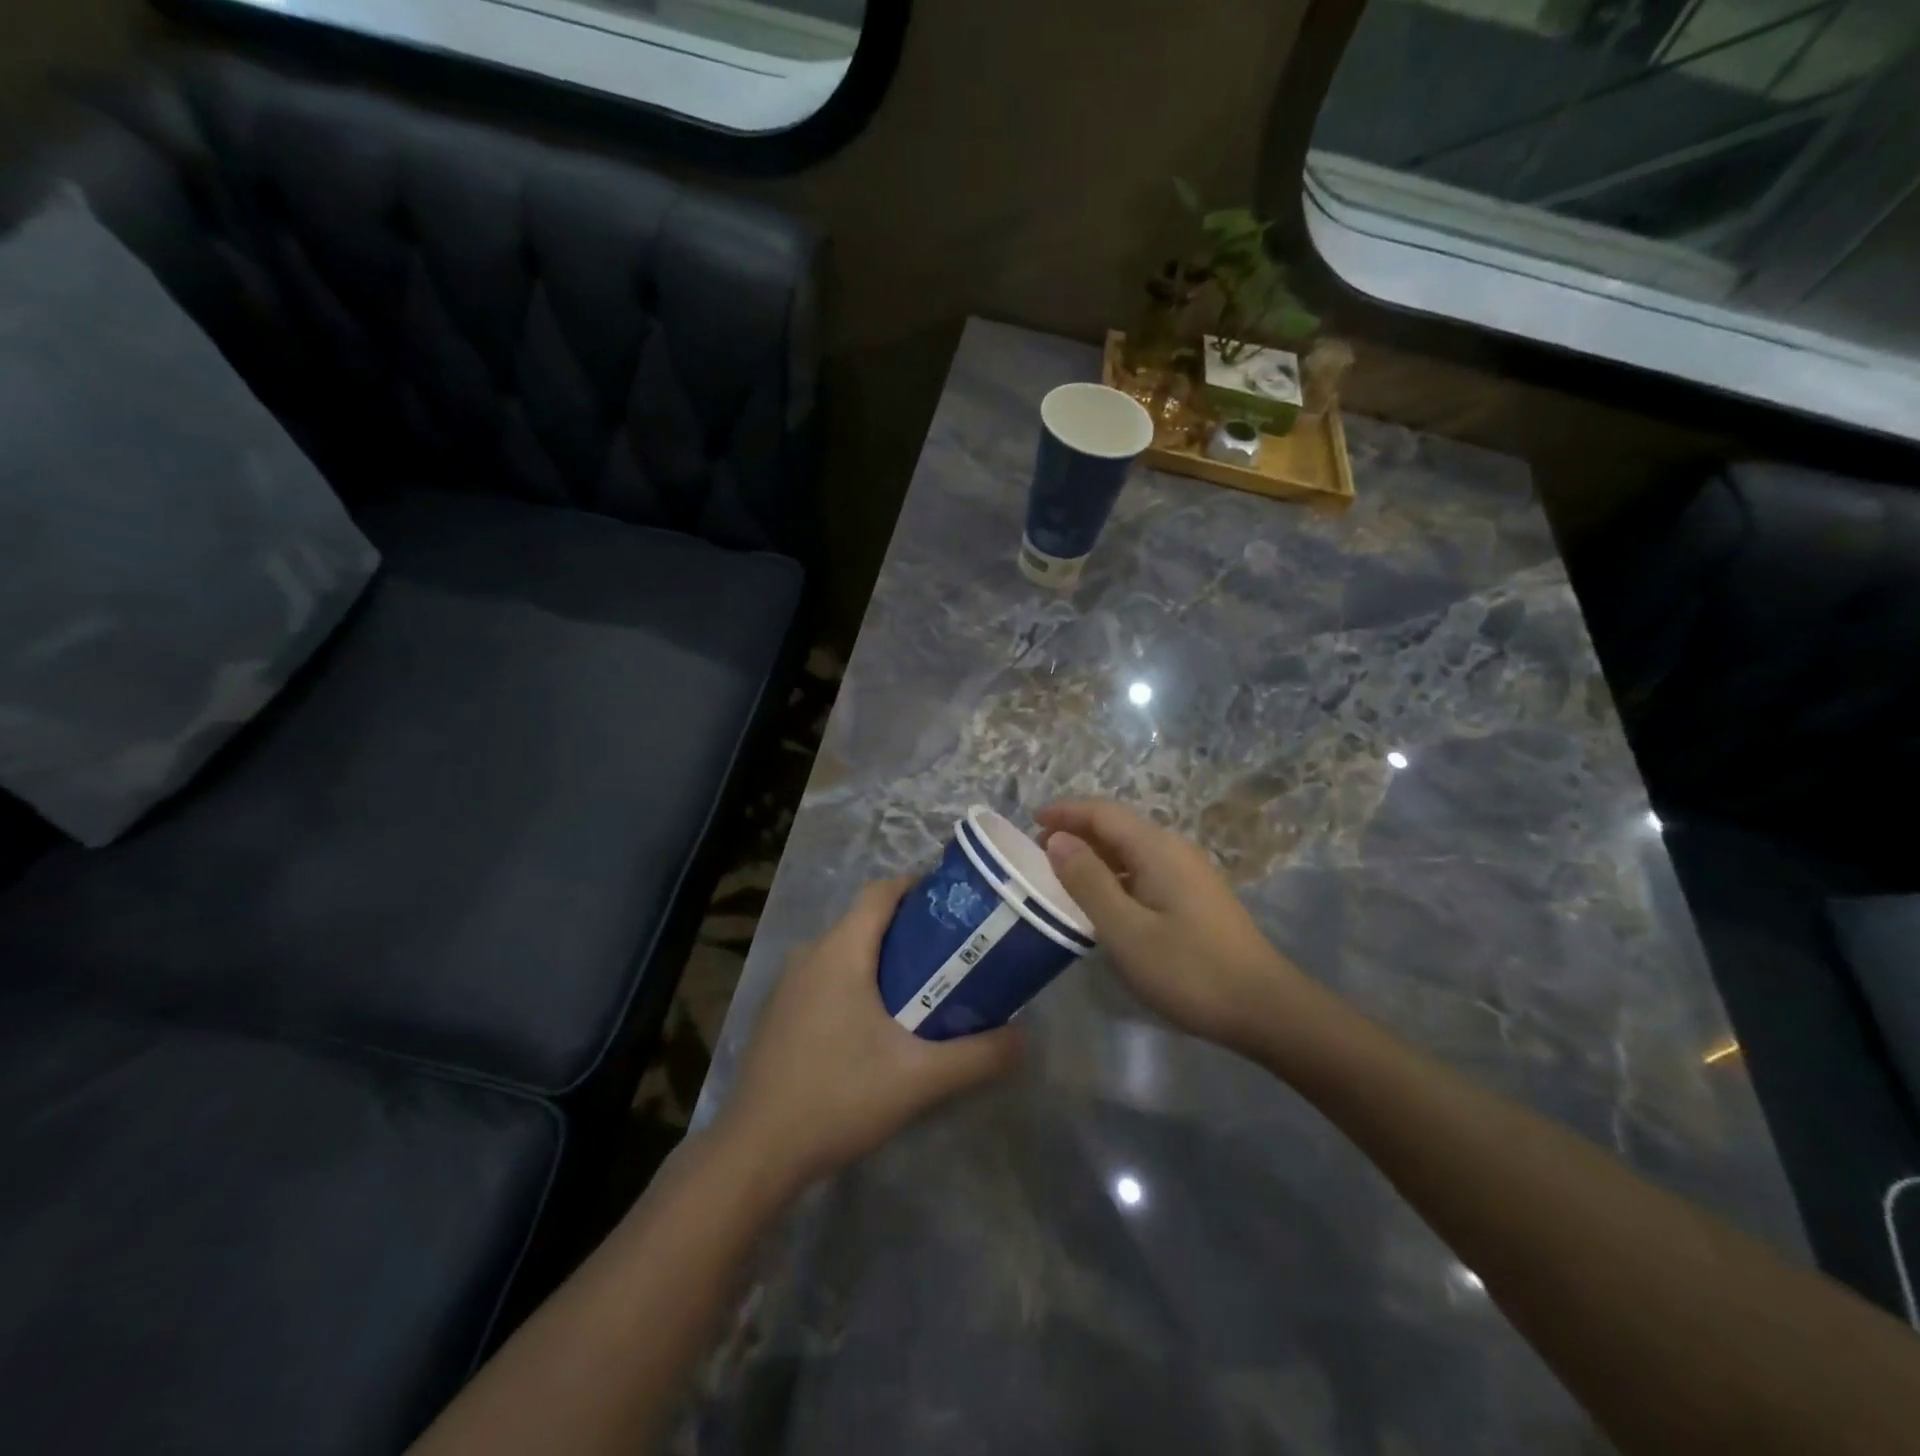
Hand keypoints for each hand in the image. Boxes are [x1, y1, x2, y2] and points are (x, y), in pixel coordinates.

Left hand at [719, 877, 1021, 1191]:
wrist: (757, 1152)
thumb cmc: (839, 1097)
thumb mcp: (920, 1079)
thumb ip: (977, 1056)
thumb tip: (1023, 1038)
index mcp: (840, 951)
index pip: (882, 892)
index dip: (919, 887)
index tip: (956, 904)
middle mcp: (810, 954)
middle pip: (866, 920)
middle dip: (910, 927)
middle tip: (953, 950)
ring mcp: (789, 985)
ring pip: (845, 950)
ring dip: (883, 957)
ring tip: (925, 985)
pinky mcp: (780, 1013)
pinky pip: (826, 976)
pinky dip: (857, 980)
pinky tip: (878, 1024)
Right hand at [1038, 800, 1322, 1053]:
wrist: (1264, 1008)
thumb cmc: (1189, 969)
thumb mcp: (1126, 929)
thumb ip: (1088, 881)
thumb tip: (1057, 839)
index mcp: (1157, 848)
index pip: (1103, 812)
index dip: (1066, 812)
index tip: (1030, 821)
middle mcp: (1173, 850)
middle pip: (1118, 827)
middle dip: (1076, 832)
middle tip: (1038, 854)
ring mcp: (1188, 874)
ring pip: (1131, 851)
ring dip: (1094, 856)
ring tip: (1061, 877)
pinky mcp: (1194, 898)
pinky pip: (1144, 871)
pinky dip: (1114, 876)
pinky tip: (1102, 903)